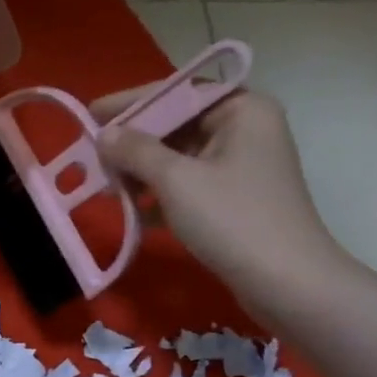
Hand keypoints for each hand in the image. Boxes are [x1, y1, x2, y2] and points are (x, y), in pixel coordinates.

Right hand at [92, 87, 345, 313]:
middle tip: (91, 156)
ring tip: (105, 188)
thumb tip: (104, 134)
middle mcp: (244, 129)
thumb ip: (135, 151)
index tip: (90, 113)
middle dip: (132, 143)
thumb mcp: (176, 181)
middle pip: (175, 125)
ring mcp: (239, 166)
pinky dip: (158, 194)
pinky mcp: (232, 199)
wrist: (286, 282)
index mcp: (241, 110)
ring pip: (177, 158)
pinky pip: (186, 184)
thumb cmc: (232, 220)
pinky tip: (130, 211)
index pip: (175, 93)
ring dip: (140, 172)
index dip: (130, 104)